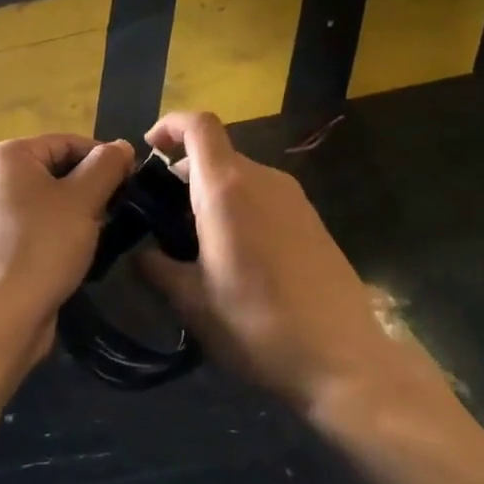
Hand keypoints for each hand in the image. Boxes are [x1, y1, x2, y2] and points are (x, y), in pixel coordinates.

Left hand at [0, 134, 134, 356]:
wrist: (2, 316)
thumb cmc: (43, 246)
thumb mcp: (84, 199)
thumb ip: (107, 165)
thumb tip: (122, 147)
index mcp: (5, 156)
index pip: (66, 142)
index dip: (103, 158)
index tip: (132, 180)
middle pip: (55, 169)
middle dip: (90, 187)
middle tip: (118, 208)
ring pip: (47, 198)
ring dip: (77, 211)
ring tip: (102, 231)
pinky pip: (35, 224)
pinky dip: (58, 230)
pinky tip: (77, 250)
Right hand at [139, 112, 453, 421]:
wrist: (343, 358)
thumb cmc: (257, 324)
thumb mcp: (192, 302)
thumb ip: (156, 267)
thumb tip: (140, 252)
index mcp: (226, 188)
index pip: (198, 125)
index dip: (170, 125)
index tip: (149, 148)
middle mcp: (262, 179)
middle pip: (216, 152)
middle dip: (184, 173)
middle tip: (164, 216)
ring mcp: (293, 197)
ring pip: (240, 175)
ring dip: (212, 193)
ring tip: (197, 241)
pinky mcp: (312, 218)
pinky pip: (264, 195)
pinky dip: (240, 206)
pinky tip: (237, 255)